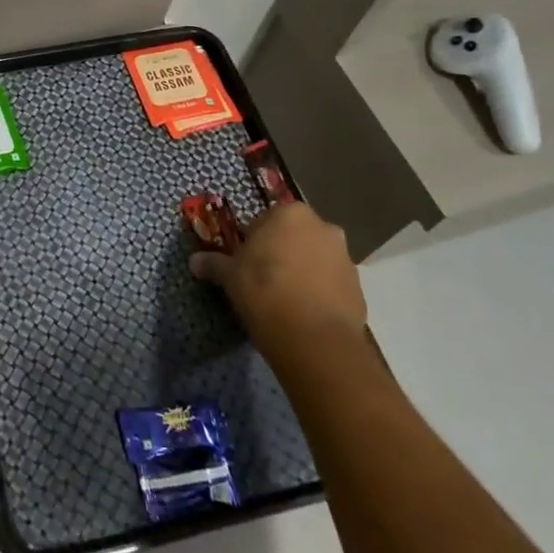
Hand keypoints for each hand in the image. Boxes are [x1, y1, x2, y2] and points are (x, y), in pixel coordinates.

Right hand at [189, 201, 366, 367]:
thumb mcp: (229, 275)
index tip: (244, 260)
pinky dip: (319, 293)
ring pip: (316, 260)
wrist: (313, 339)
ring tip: (284, 299)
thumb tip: (194, 262)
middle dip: (282, 251)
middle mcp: (323, 228)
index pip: (266, 218)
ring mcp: (346, 259)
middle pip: (295, 236)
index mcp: (290, 214)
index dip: (253, 239)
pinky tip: (302, 314)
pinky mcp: (359, 289)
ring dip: (302, 272)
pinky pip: (331, 284)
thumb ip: (213, 263)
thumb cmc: (264, 290)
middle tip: (263, 277)